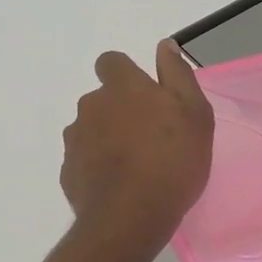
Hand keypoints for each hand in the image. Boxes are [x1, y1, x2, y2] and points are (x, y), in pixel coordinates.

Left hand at [60, 39, 214, 251]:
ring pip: (90, 130)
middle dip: (118, 112)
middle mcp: (90, 106)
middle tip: (148, 137)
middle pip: (101, 99)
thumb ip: (177, 74)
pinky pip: (83, 161)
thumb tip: (164, 45)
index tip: (144, 95)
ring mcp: (74, 140)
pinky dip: (96, 168)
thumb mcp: (193, 112)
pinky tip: (118, 187)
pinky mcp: (67, 172)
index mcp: (121, 87)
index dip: (125, 74)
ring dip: (106, 140)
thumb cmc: (172, 159)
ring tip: (134, 167)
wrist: (130, 216)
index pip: (111, 62)